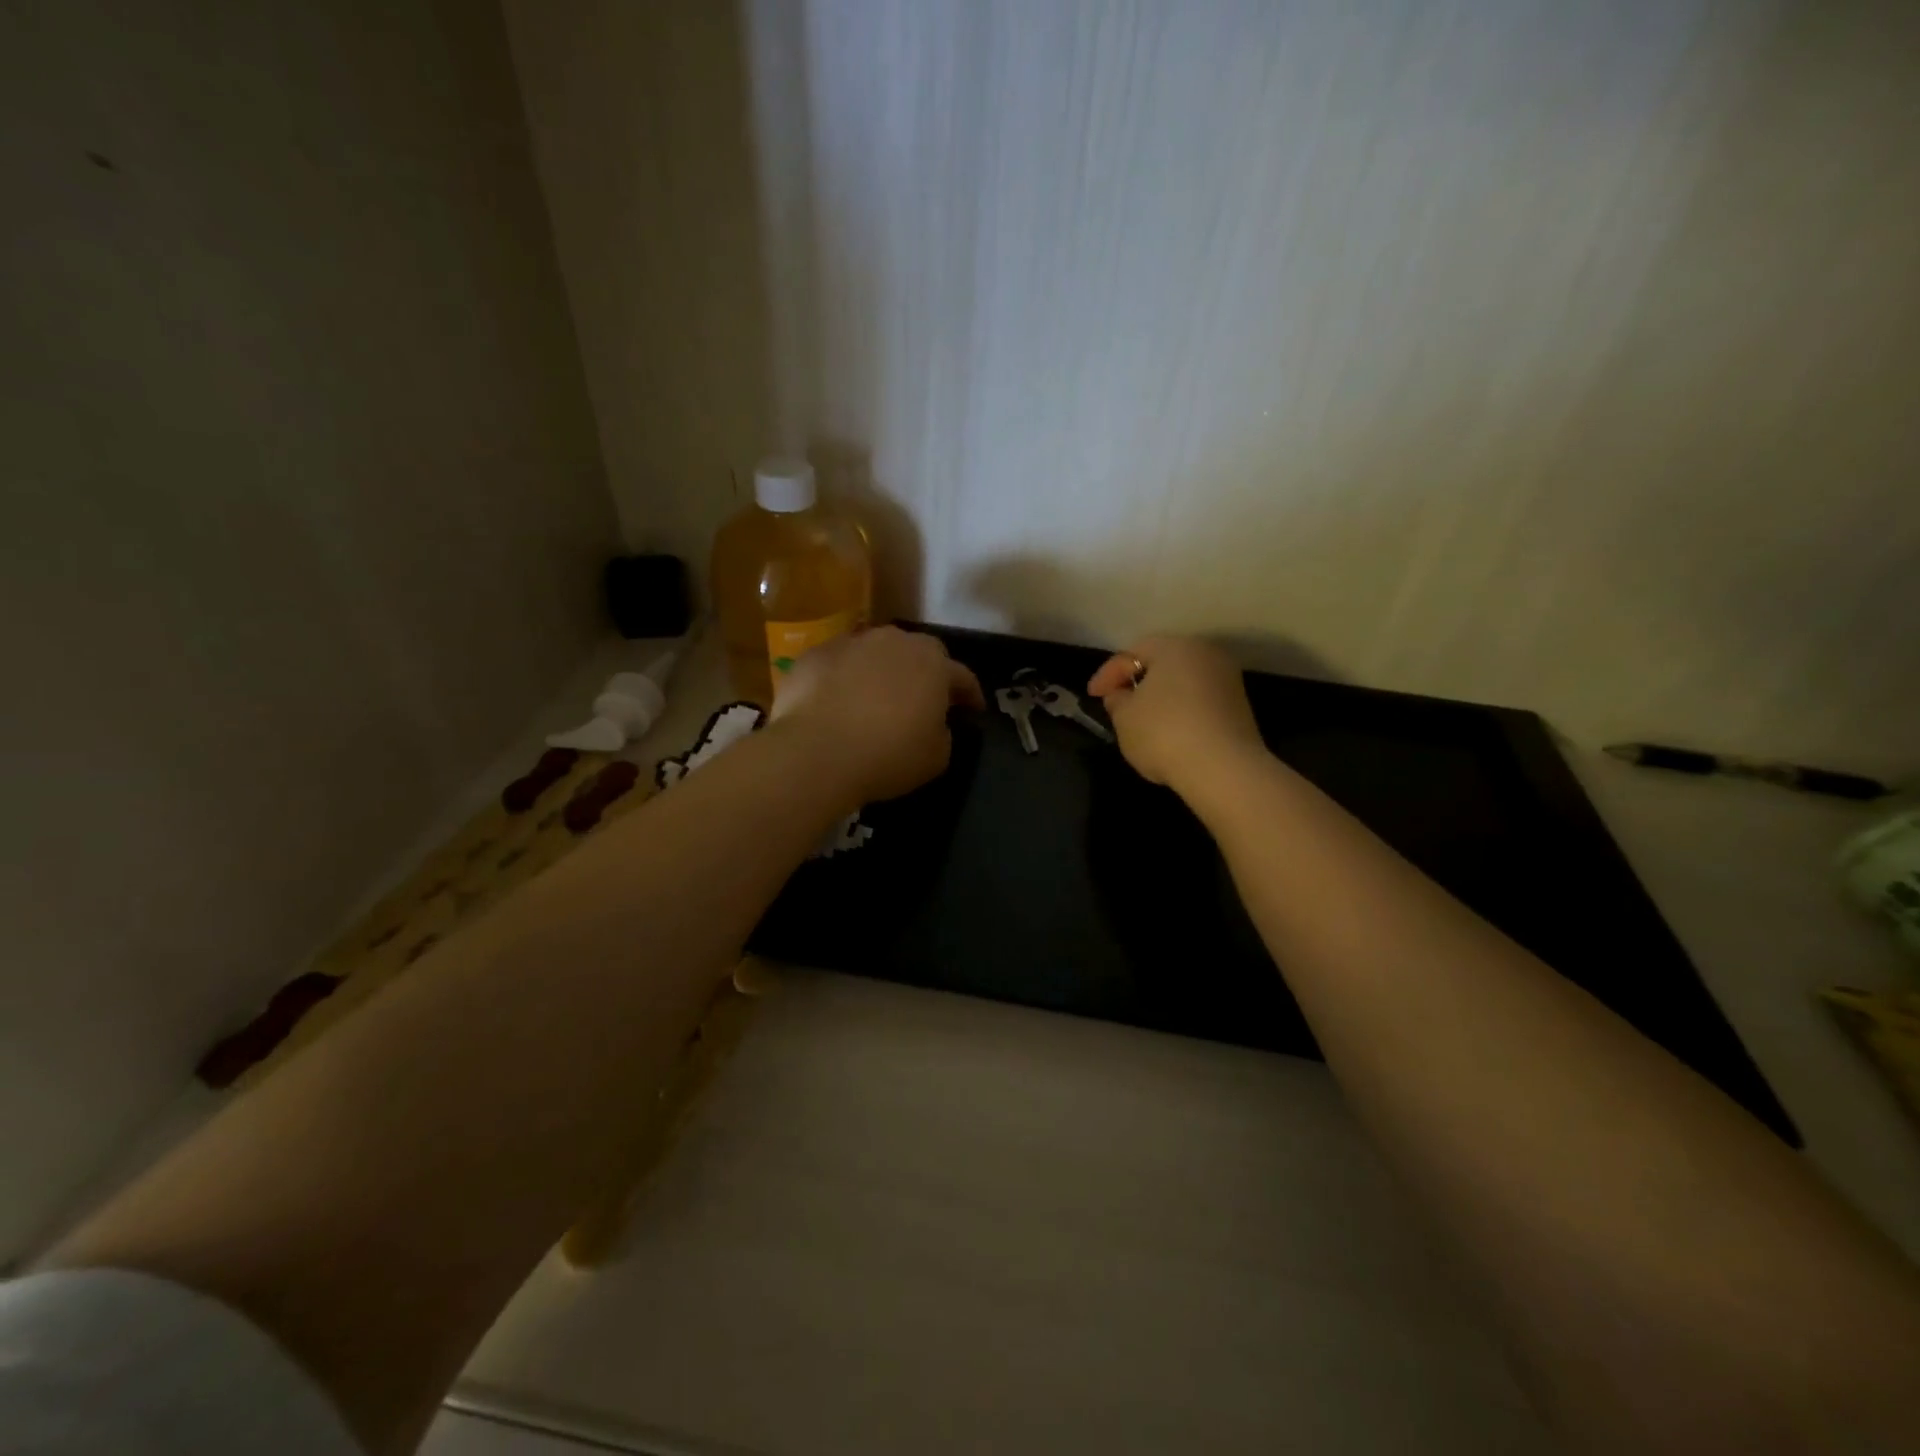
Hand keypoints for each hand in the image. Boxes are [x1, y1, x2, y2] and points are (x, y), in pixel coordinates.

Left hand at [771, 626, 984, 805]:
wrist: (816, 751)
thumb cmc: (888, 755)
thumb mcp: (936, 757)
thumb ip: (942, 732)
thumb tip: (933, 724)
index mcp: (933, 663)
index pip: (962, 675)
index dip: (970, 694)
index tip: (973, 710)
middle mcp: (894, 641)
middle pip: (917, 653)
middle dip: (923, 673)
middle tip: (921, 700)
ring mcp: (851, 643)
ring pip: (874, 653)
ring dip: (880, 672)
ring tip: (875, 698)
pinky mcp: (814, 654)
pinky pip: (838, 665)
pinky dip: (841, 680)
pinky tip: (835, 703)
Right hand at [1087, 635, 1267, 798]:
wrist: (1224, 769)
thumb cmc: (1164, 733)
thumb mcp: (1124, 718)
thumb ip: (1117, 700)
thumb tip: (1122, 695)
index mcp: (1175, 647)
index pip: (1132, 653)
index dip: (1107, 674)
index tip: (1092, 696)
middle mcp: (1206, 655)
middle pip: (1162, 663)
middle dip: (1137, 682)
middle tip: (1117, 703)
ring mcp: (1228, 681)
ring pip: (1183, 683)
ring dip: (1160, 698)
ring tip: (1142, 722)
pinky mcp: (1240, 708)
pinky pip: (1200, 702)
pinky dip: (1181, 712)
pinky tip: (1170, 734)